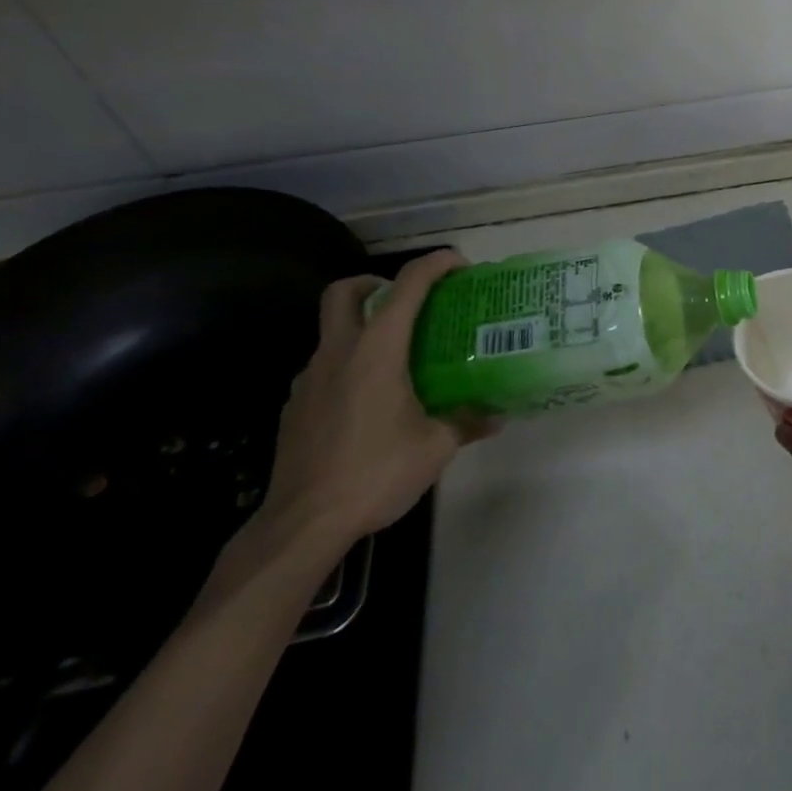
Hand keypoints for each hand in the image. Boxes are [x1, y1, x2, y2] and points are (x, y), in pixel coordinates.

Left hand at [254, 251, 496, 556]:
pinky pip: (324, 369)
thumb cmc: (374, 473)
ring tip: (394, 360)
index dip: (435, 264)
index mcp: (376, 350)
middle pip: (344, 291)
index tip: (459, 264)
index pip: (407, 286)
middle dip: (374, 283)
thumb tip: (498, 415)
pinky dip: (347, 368)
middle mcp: (338, 353)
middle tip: (405, 302)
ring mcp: (309, 380)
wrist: (301, 526)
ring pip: (331, 332)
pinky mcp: (294, 408)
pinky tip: (366, 402)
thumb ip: (466, 422)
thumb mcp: (434, 448)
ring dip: (361, 330)